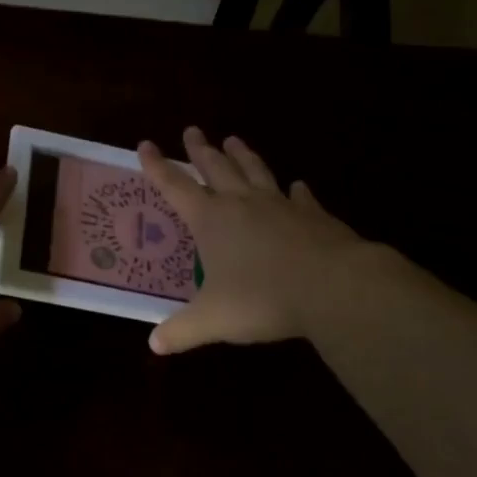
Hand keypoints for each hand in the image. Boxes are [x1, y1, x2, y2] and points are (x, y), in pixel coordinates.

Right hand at [138, 128, 377, 354]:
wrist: (332, 286)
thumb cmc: (262, 298)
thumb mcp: (213, 319)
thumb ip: (182, 331)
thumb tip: (154, 345)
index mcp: (211, 220)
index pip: (175, 186)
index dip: (157, 166)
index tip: (145, 144)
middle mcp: (242, 204)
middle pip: (217, 168)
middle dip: (201, 150)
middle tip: (192, 130)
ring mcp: (281, 206)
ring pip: (256, 172)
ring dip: (243, 156)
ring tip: (234, 139)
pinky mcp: (314, 217)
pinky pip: (301, 198)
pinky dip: (297, 191)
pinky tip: (298, 186)